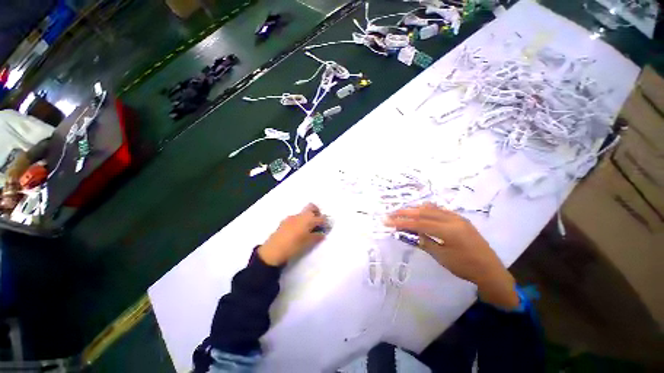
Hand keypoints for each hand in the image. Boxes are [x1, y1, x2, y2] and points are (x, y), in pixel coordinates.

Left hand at [258, 204, 327, 265]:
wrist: (273, 251)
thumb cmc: (293, 247)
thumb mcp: (308, 243)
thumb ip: (316, 237)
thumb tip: (322, 233)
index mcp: (308, 220)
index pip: (321, 218)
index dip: (325, 222)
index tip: (327, 227)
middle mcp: (300, 215)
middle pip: (311, 207)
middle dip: (317, 212)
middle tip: (318, 223)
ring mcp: (291, 217)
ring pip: (303, 213)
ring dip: (308, 217)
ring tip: (308, 229)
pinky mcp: (284, 221)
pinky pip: (296, 218)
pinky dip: (300, 221)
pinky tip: (298, 231)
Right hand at [385, 203, 519, 309]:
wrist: (491, 271)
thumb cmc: (466, 267)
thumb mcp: (442, 257)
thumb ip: (425, 242)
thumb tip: (411, 233)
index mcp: (448, 230)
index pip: (419, 223)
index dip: (401, 222)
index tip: (388, 221)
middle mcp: (452, 219)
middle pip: (423, 212)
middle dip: (405, 212)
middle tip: (390, 213)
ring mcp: (457, 217)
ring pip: (431, 208)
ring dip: (414, 209)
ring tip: (401, 211)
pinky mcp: (459, 219)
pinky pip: (439, 210)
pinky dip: (426, 210)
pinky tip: (420, 210)